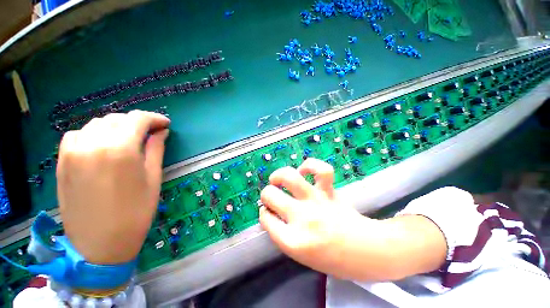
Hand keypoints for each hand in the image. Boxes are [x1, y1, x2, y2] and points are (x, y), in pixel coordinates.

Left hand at [56, 110, 169, 264]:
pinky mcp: (62, 161)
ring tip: (128, 139)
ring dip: (116, 127)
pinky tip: (101, 146)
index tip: (165, 124)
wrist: (99, 245)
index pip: (138, 119)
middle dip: (137, 122)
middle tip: (150, 133)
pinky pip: (78, 135)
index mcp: (120, 149)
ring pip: (97, 124)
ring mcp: (73, 151)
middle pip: (117, 118)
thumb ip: (156, 150)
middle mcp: (93, 143)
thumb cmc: (135, 212)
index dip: (154, 118)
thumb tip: (161, 132)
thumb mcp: (153, 179)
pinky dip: (93, 133)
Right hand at [259, 158, 367, 278]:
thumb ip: (282, 234)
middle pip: (271, 196)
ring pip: (289, 177)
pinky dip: (309, 165)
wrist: (365, 252)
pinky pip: (320, 169)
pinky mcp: (329, 191)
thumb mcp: (300, 255)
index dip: (265, 213)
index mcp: (292, 241)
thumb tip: (271, 213)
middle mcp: (302, 218)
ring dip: (278, 176)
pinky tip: (304, 171)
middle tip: (271, 195)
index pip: (266, 219)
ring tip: (277, 179)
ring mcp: (316, 201)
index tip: (268, 211)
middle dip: (266, 194)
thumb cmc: (332, 259)